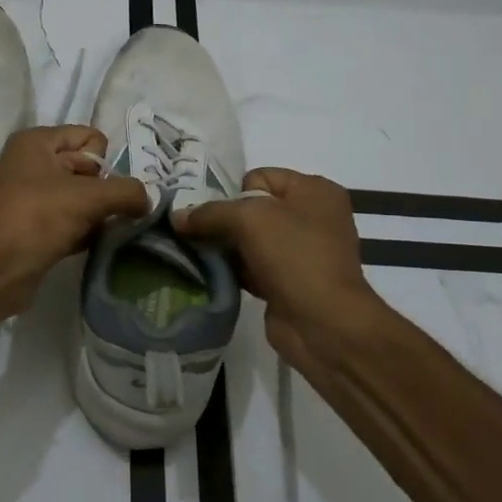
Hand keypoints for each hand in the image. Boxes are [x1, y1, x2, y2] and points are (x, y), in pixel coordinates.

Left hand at [0, 125, 149, 323]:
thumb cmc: (36, 219)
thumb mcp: (88, 198)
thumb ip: (127, 192)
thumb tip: (149, 199)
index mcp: (38, 142)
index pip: (91, 138)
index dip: (104, 164)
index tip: (100, 189)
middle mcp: (33, 163)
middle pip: (89, 168)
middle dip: (105, 191)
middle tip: (105, 214)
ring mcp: (33, 197)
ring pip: (83, 198)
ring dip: (98, 215)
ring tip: (102, 231)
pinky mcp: (36, 228)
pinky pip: (73, 221)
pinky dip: (86, 232)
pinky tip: (93, 245)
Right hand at [174, 168, 383, 368]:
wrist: (324, 323)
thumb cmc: (294, 256)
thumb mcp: (249, 219)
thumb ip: (209, 213)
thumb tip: (177, 217)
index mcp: (314, 191)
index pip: (259, 177)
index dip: (233, 193)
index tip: (214, 215)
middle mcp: (312, 217)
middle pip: (252, 209)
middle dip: (223, 221)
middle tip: (195, 233)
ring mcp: (302, 252)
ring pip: (250, 240)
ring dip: (226, 248)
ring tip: (199, 255)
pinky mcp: (290, 282)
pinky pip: (253, 266)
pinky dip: (234, 270)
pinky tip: (212, 275)